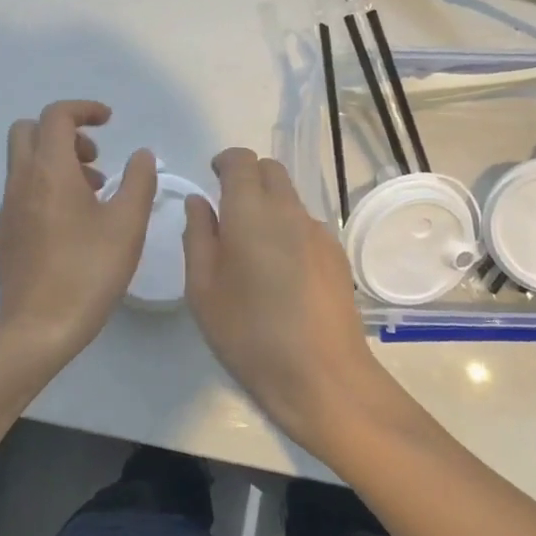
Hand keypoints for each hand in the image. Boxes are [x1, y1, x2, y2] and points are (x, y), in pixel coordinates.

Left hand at [0, 101, 156, 365]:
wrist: (39, 328)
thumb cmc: (89, 271)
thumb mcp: (127, 224)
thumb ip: (139, 181)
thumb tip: (142, 155)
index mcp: (50, 171)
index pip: (56, 116)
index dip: (84, 109)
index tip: (110, 121)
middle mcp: (22, 181)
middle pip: (29, 130)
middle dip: (63, 132)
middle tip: (95, 158)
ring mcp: (8, 208)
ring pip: (25, 161)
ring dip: (56, 160)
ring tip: (94, 193)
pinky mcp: (6, 232)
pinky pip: (23, 189)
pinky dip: (47, 186)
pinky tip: (74, 223)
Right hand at [182, 149, 409, 458]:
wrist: (322, 375)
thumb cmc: (249, 334)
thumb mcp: (204, 289)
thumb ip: (198, 236)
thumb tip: (199, 201)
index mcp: (250, 212)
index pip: (241, 161)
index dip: (225, 161)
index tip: (213, 177)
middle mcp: (288, 211)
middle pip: (271, 170)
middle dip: (248, 177)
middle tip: (229, 209)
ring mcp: (318, 231)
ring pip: (290, 198)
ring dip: (269, 205)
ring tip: (253, 248)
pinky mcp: (336, 254)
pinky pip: (306, 225)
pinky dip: (288, 229)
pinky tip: (282, 272)